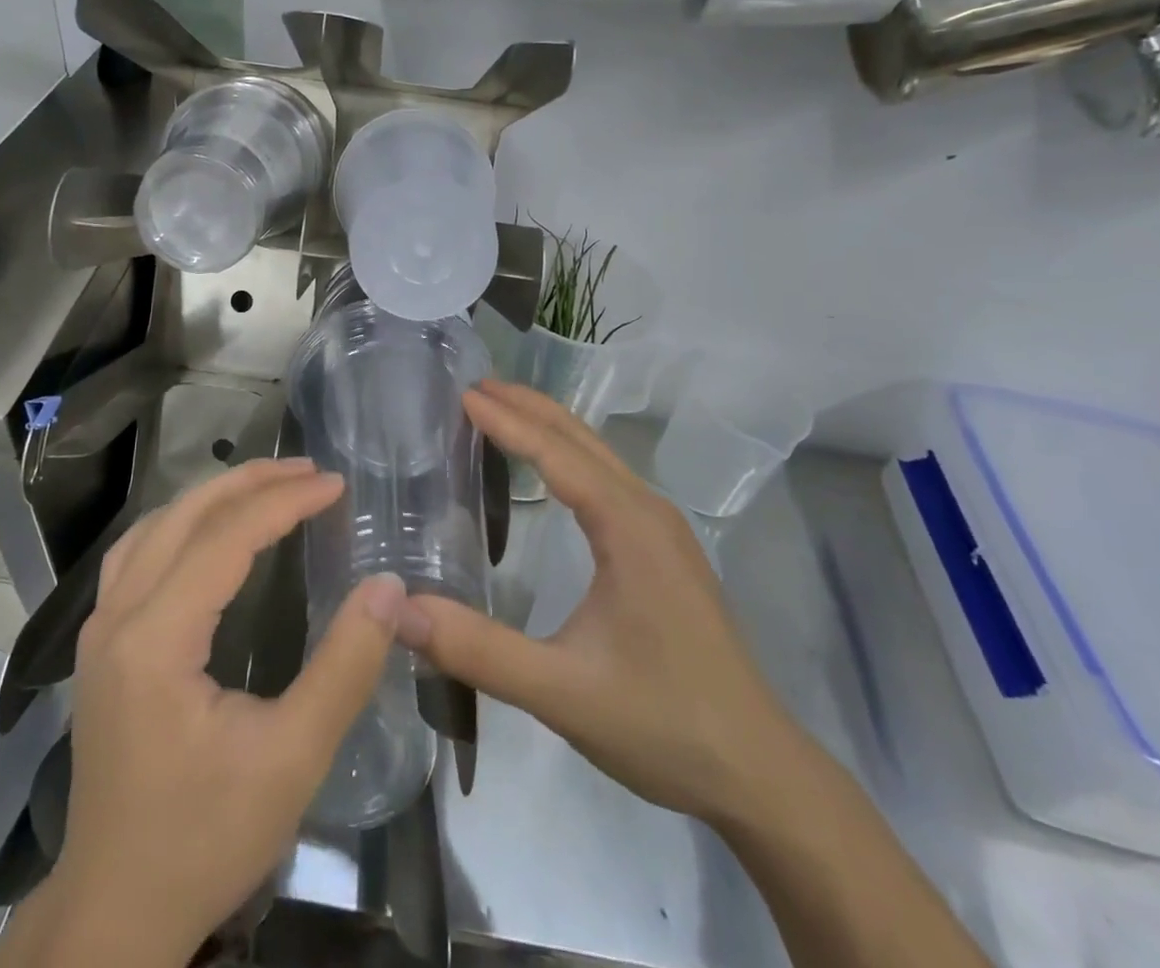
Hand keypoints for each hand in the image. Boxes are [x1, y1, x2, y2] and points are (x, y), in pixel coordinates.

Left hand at [10, 458, 404, 967]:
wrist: (115, 913)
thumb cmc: (204, 839)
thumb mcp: (291, 760)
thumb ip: (344, 667)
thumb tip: (387, 587)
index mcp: (156, 638)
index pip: (226, 537)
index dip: (285, 501)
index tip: (336, 484)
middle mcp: (117, 616)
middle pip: (184, 516)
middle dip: (250, 482)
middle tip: (308, 470)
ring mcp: (100, 629)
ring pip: (154, 527)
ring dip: (213, 496)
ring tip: (268, 484)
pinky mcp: (101, 646)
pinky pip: (138, 554)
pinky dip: (182, 523)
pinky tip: (210, 530)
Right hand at [396, 379, 797, 824]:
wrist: (759, 773)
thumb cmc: (662, 724)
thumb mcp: (561, 692)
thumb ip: (478, 650)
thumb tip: (400, 610)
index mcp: (628, 527)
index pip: (556, 454)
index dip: (507, 421)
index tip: (462, 393)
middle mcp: (648, 511)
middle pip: (581, 439)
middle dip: (527, 406)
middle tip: (474, 386)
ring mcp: (663, 530)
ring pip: (599, 456)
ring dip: (549, 427)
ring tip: (501, 411)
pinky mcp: (666, 551)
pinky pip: (609, 480)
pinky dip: (569, 457)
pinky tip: (550, 471)